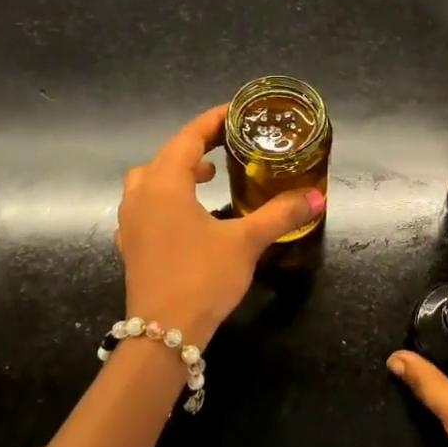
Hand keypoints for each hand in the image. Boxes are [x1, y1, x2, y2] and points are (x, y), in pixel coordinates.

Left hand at [117, 104, 323, 346]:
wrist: (162, 334)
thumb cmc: (202, 278)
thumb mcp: (246, 242)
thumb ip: (280, 214)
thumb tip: (317, 196)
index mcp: (165, 184)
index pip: (189, 137)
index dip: (213, 121)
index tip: (237, 112)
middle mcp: (141, 196)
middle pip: (167, 155)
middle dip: (197, 145)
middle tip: (229, 145)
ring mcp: (131, 221)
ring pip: (151, 180)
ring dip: (178, 171)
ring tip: (210, 176)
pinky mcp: (131, 244)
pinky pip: (146, 204)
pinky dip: (168, 196)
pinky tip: (191, 214)